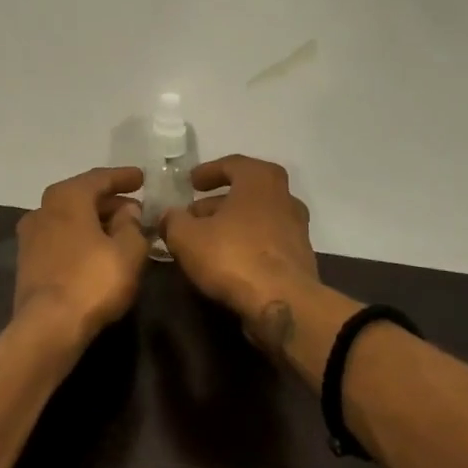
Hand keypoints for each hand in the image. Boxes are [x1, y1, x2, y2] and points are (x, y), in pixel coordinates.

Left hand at [13, 166, 149, 343]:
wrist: (48, 326)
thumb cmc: (92, 281)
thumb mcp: (128, 252)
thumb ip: (132, 225)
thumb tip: (128, 212)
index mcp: (67, 197)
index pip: (99, 178)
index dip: (123, 177)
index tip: (142, 178)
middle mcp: (43, 209)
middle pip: (81, 197)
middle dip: (109, 201)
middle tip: (135, 209)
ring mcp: (31, 236)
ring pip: (69, 218)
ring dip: (94, 221)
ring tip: (120, 231)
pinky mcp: (28, 261)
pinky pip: (61, 238)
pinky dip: (81, 237)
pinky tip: (98, 251)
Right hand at [158, 155, 318, 332]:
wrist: (283, 303)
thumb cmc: (233, 256)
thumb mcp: (187, 237)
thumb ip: (173, 221)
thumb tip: (169, 216)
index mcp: (260, 180)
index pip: (233, 164)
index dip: (208, 172)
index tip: (191, 183)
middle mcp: (284, 198)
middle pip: (246, 192)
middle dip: (217, 202)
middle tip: (193, 214)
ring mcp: (296, 229)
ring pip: (257, 218)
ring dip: (231, 224)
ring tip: (204, 240)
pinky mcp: (299, 258)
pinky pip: (266, 242)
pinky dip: (246, 244)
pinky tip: (225, 262)